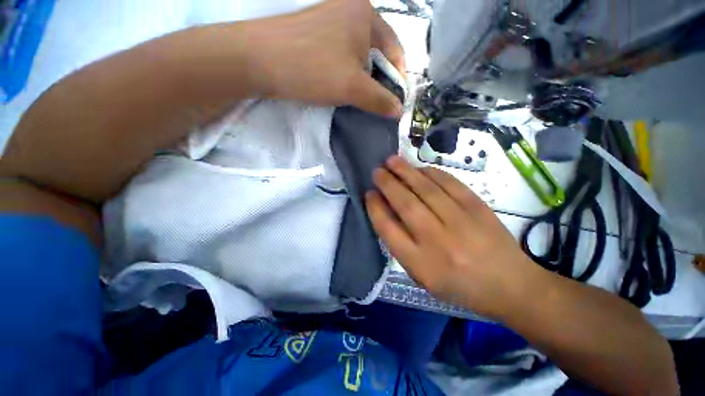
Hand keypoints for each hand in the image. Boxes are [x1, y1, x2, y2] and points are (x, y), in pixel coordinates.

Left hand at [244, 0, 404, 116]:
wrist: (259, 61)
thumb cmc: (313, 69)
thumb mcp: (353, 88)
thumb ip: (380, 100)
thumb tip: (398, 111)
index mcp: (365, 13)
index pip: (395, 49)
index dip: (398, 78)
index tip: (395, 101)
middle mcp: (350, 10)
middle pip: (376, 53)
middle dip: (378, 80)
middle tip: (376, 104)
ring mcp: (331, 21)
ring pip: (358, 57)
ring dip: (362, 80)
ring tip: (358, 99)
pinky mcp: (316, 34)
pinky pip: (342, 56)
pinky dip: (347, 74)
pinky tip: (342, 88)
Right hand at [365, 156, 540, 318]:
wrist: (509, 286)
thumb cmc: (459, 285)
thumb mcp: (422, 276)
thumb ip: (401, 246)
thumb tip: (386, 212)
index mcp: (420, 263)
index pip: (388, 228)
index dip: (375, 208)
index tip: (369, 194)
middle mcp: (437, 240)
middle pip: (405, 204)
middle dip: (387, 184)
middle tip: (377, 171)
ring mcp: (459, 222)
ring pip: (425, 189)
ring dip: (405, 172)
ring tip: (392, 161)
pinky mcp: (477, 208)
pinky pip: (449, 183)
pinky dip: (431, 173)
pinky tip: (420, 168)